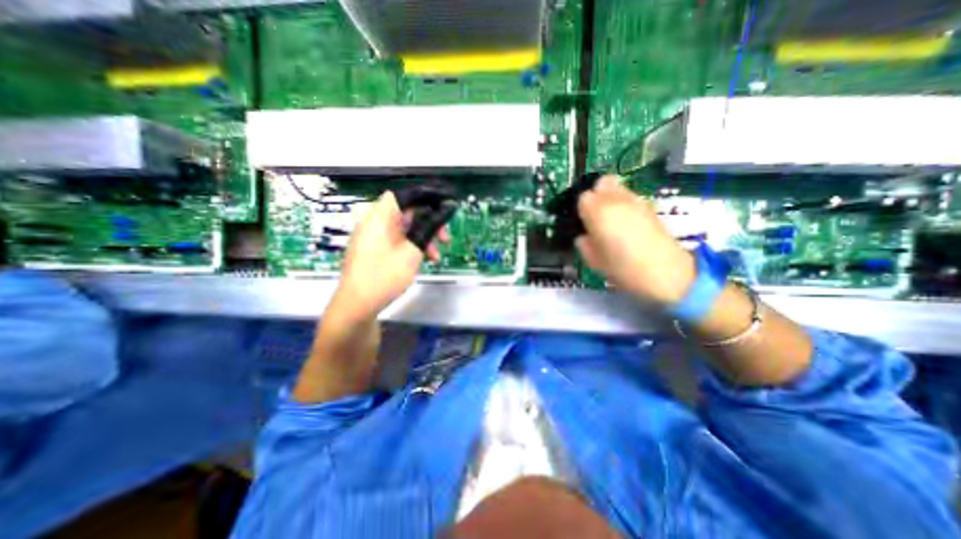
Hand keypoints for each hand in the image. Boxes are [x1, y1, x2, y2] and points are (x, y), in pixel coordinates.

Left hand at [334, 191, 448, 322]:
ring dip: (423, 238)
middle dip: (430, 223)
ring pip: (405, 227)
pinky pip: (398, 238)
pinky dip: (412, 245)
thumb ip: (430, 226)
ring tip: (436, 256)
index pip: (408, 194)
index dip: (430, 195)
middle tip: (445, 238)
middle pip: (408, 211)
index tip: (448, 203)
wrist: (357, 305)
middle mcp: (375, 220)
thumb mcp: (413, 250)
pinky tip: (423, 259)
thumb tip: (448, 208)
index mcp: (380, 215)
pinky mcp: (374, 247)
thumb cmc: (385, 275)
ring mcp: (373, 234)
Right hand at [573, 175, 694, 304]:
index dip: (582, 210)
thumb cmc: (622, 268)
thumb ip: (584, 245)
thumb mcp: (593, 261)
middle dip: (596, 195)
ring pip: (618, 187)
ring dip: (611, 198)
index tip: (584, 223)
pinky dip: (625, 204)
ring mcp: (636, 201)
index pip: (583, 197)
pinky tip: (628, 223)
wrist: (664, 272)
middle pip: (601, 183)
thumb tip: (583, 237)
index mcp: (598, 211)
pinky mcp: (650, 206)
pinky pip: (631, 197)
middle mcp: (616, 200)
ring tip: (612, 219)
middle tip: (595, 215)